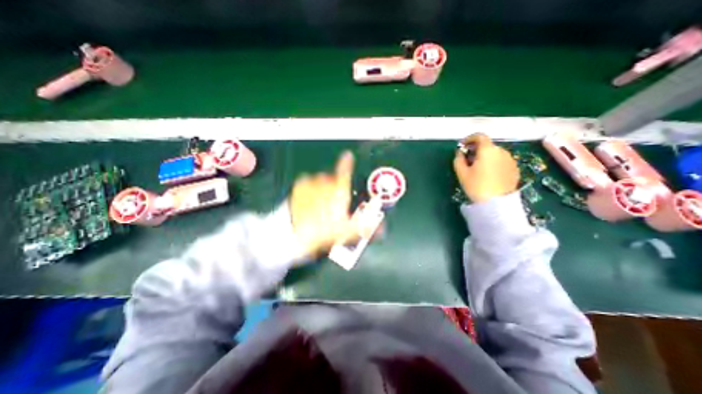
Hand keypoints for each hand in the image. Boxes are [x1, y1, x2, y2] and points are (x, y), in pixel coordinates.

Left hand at [290, 150, 357, 254]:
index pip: (345, 171)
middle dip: (335, 187)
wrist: (293, 234)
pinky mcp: (298, 186)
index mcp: (339, 191)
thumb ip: (366, 226)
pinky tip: (309, 200)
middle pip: (333, 178)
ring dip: (322, 188)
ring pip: (320, 180)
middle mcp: (325, 182)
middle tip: (333, 204)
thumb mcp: (347, 231)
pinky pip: (307, 182)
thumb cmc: (322, 232)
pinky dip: (310, 188)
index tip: (348, 156)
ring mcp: (310, 183)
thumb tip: (383, 227)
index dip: (348, 163)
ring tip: (320, 204)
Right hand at [452, 134, 517, 204]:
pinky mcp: (515, 169)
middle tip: (468, 160)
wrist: (496, 203)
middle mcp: (502, 151)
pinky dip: (494, 163)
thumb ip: (458, 159)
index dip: (469, 139)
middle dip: (477, 150)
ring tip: (478, 169)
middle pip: (487, 145)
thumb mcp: (461, 173)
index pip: (479, 136)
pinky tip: (489, 175)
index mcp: (488, 150)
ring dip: (486, 157)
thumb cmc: (476, 186)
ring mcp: (510, 160)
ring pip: (495, 154)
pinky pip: (502, 161)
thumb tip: (460, 152)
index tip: (463, 146)